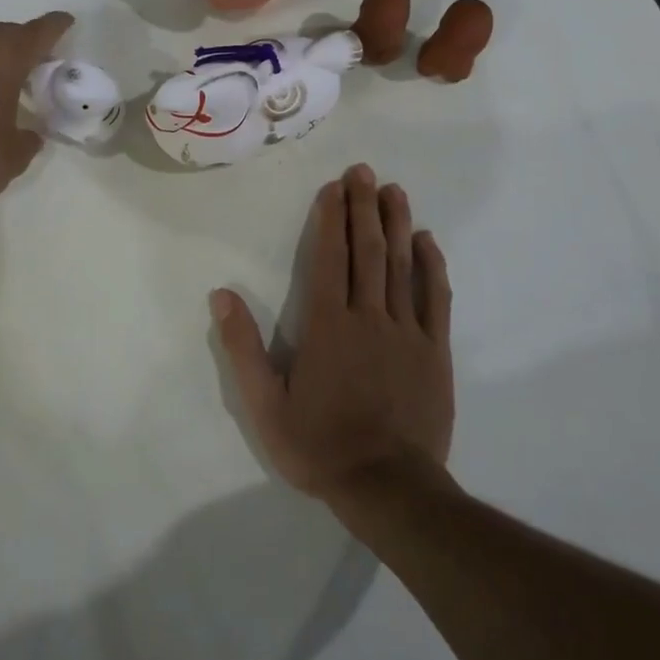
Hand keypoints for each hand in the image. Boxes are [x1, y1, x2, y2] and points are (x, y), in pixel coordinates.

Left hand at [0, 13, 72, 228]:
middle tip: (38, 58)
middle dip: (22, 41)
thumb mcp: (13, 156)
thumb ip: (28, 139)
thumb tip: (30, 135)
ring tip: (6, 76)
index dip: (55, 27)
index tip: (66, 21)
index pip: (37, 32)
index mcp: (2, 59)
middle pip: (3, 34)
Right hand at [213, 163, 453, 504]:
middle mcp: (368, 316)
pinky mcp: (435, 351)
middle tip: (364, 171)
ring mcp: (407, 332)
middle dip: (363, 207)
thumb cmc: (320, 445)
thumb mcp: (264, 405)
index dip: (331, 218)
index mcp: (327, 325)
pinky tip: (426, 240)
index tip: (334, 187)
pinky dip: (432, 265)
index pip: (328, 258)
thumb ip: (243, 347)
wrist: (388, 488)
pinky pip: (436, 298)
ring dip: (396, 224)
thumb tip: (222, 294)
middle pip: (366, 251)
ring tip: (394, 190)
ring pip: (401, 265)